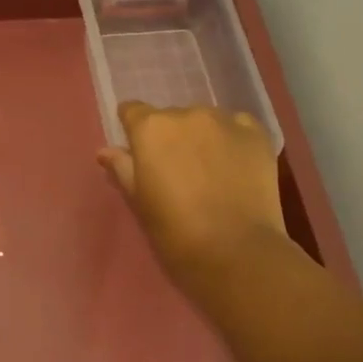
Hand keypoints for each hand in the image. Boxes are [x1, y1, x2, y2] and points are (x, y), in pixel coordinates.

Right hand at [98, 102, 294, 309]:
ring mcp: (225, 121)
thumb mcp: (139, 200)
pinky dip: (233, 139)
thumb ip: (122, 168)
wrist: (235, 250)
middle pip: (171, 117)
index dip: (134, 130)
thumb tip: (105, 151)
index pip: (132, 111)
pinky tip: (236, 165)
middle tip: (178, 170)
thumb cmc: (174, 229)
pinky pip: (238, 126)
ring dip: (203, 137)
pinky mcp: (257, 134)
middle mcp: (185, 114)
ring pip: (205, 121)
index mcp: (150, 128)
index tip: (139, 152)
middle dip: (171, 138)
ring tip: (211, 170)